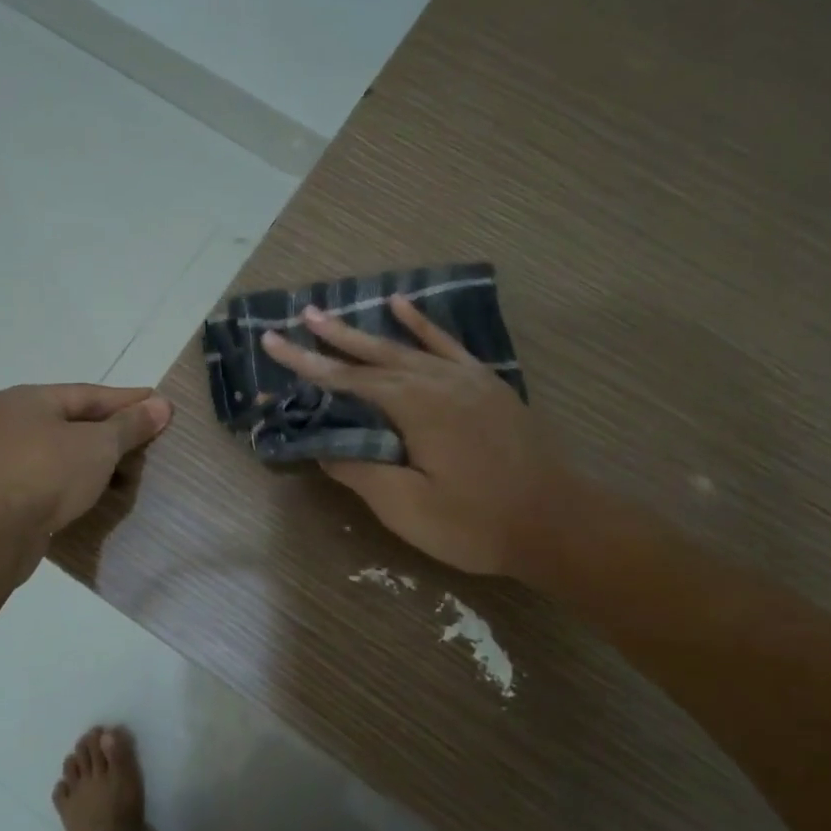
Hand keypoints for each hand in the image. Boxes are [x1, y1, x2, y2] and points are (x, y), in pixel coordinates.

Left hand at [0, 384, 171, 537]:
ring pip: (61, 455)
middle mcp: (9, 425)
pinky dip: (76, 485)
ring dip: (95, 463)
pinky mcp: (3, 498)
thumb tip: (161, 404)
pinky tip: (100, 496)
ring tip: (131, 473)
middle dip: (113, 434)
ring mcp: (2, 462)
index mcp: (26, 400)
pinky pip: (50, 483)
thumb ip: (130, 424)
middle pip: (73, 423)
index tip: (161, 405)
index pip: (88, 394)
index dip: (128, 401)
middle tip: (150, 441)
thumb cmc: (46, 473)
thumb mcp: (98, 444)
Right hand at [261, 297, 563, 575]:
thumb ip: (361, 471)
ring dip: (366, 332)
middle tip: (299, 317)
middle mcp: (437, 381)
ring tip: (332, 315)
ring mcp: (466, 379)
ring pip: (405, 348)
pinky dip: (422, 325)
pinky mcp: (486, 385)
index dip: (306, 363)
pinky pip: (447, 345)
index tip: (272, 343)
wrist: (557, 523)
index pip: (348, 380)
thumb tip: (324, 448)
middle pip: (373, 355)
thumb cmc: (477, 522)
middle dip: (332, 338)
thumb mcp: (407, 507)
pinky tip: (403, 306)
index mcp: (415, 407)